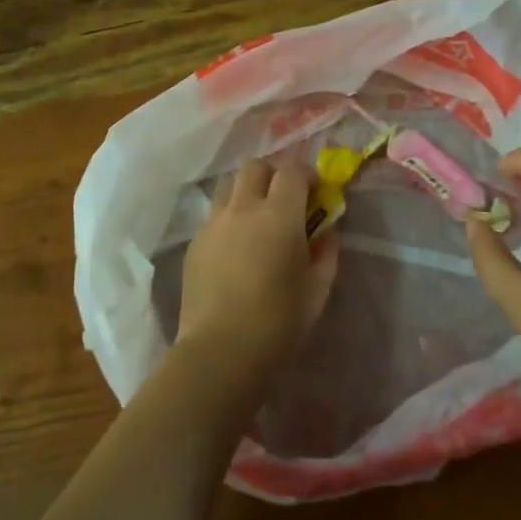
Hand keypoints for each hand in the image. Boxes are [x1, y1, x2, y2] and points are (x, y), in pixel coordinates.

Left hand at [177, 160, 338, 379]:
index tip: (316, 192)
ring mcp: (213, 224)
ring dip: (247, 192)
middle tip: (285, 200)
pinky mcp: (195, 244)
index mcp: (279, 215)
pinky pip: (214, 216)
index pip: (292, 170)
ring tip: (257, 220)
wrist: (220, 353)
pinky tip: (236, 249)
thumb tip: (326, 231)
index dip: (307, 175)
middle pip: (255, 166)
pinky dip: (229, 219)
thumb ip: (326, 252)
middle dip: (273, 174)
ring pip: (229, 186)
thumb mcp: (318, 290)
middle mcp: (243, 208)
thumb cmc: (278, 323)